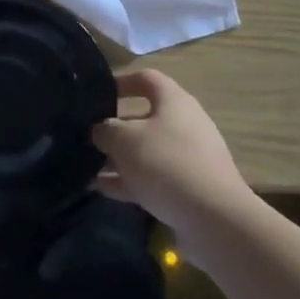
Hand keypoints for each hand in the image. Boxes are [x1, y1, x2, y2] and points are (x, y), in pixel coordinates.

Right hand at [92, 70, 244, 226]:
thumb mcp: (124, 140)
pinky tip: (101, 190)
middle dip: (114, 129)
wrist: (212, 218)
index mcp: (174, 102)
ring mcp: (188, 158)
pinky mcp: (188, 188)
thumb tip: (101, 131)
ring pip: (146, 152)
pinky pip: (152, 178)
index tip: (98, 93)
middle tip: (87, 138)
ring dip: (118, 159)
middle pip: (144, 119)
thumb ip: (106, 130)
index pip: (147, 79)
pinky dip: (128, 182)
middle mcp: (184, 125)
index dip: (122, 82)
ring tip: (87, 169)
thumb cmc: (165, 163)